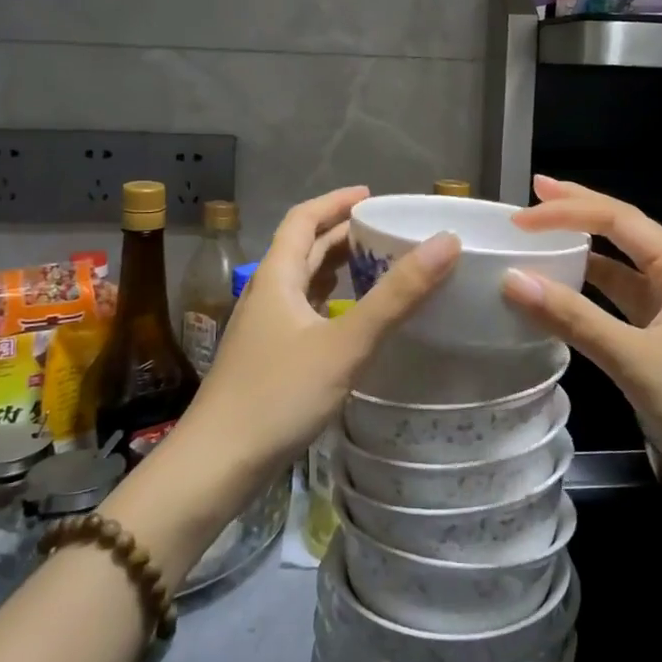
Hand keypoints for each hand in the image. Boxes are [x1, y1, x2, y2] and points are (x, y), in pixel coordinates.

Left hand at [175, 186, 457, 490]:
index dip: (336, 201)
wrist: (216, 466)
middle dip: (343, 235)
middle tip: (389, 232)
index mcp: (276, 277)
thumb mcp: (344, 343)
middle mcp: (267, 294)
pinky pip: (305, 315)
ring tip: (379, 267)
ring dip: (338, 269)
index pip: (304, 219)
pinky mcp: (269, 360)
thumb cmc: (277, 396)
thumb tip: (445, 243)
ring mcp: (265, 330)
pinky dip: (332, 304)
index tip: (372, 195)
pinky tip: (354, 322)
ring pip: (304, 284)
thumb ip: (395, 296)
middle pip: (305, 250)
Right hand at [502, 175, 661, 530]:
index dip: (566, 211)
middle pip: (621, 232)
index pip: (616, 219)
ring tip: (541, 241)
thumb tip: (513, 280)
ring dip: (583, 254)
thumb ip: (575, 318)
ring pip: (622, 269)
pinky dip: (591, 296)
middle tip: (533, 195)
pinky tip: (566, 299)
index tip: (520, 217)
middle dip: (578, 212)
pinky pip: (623, 305)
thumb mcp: (636, 360)